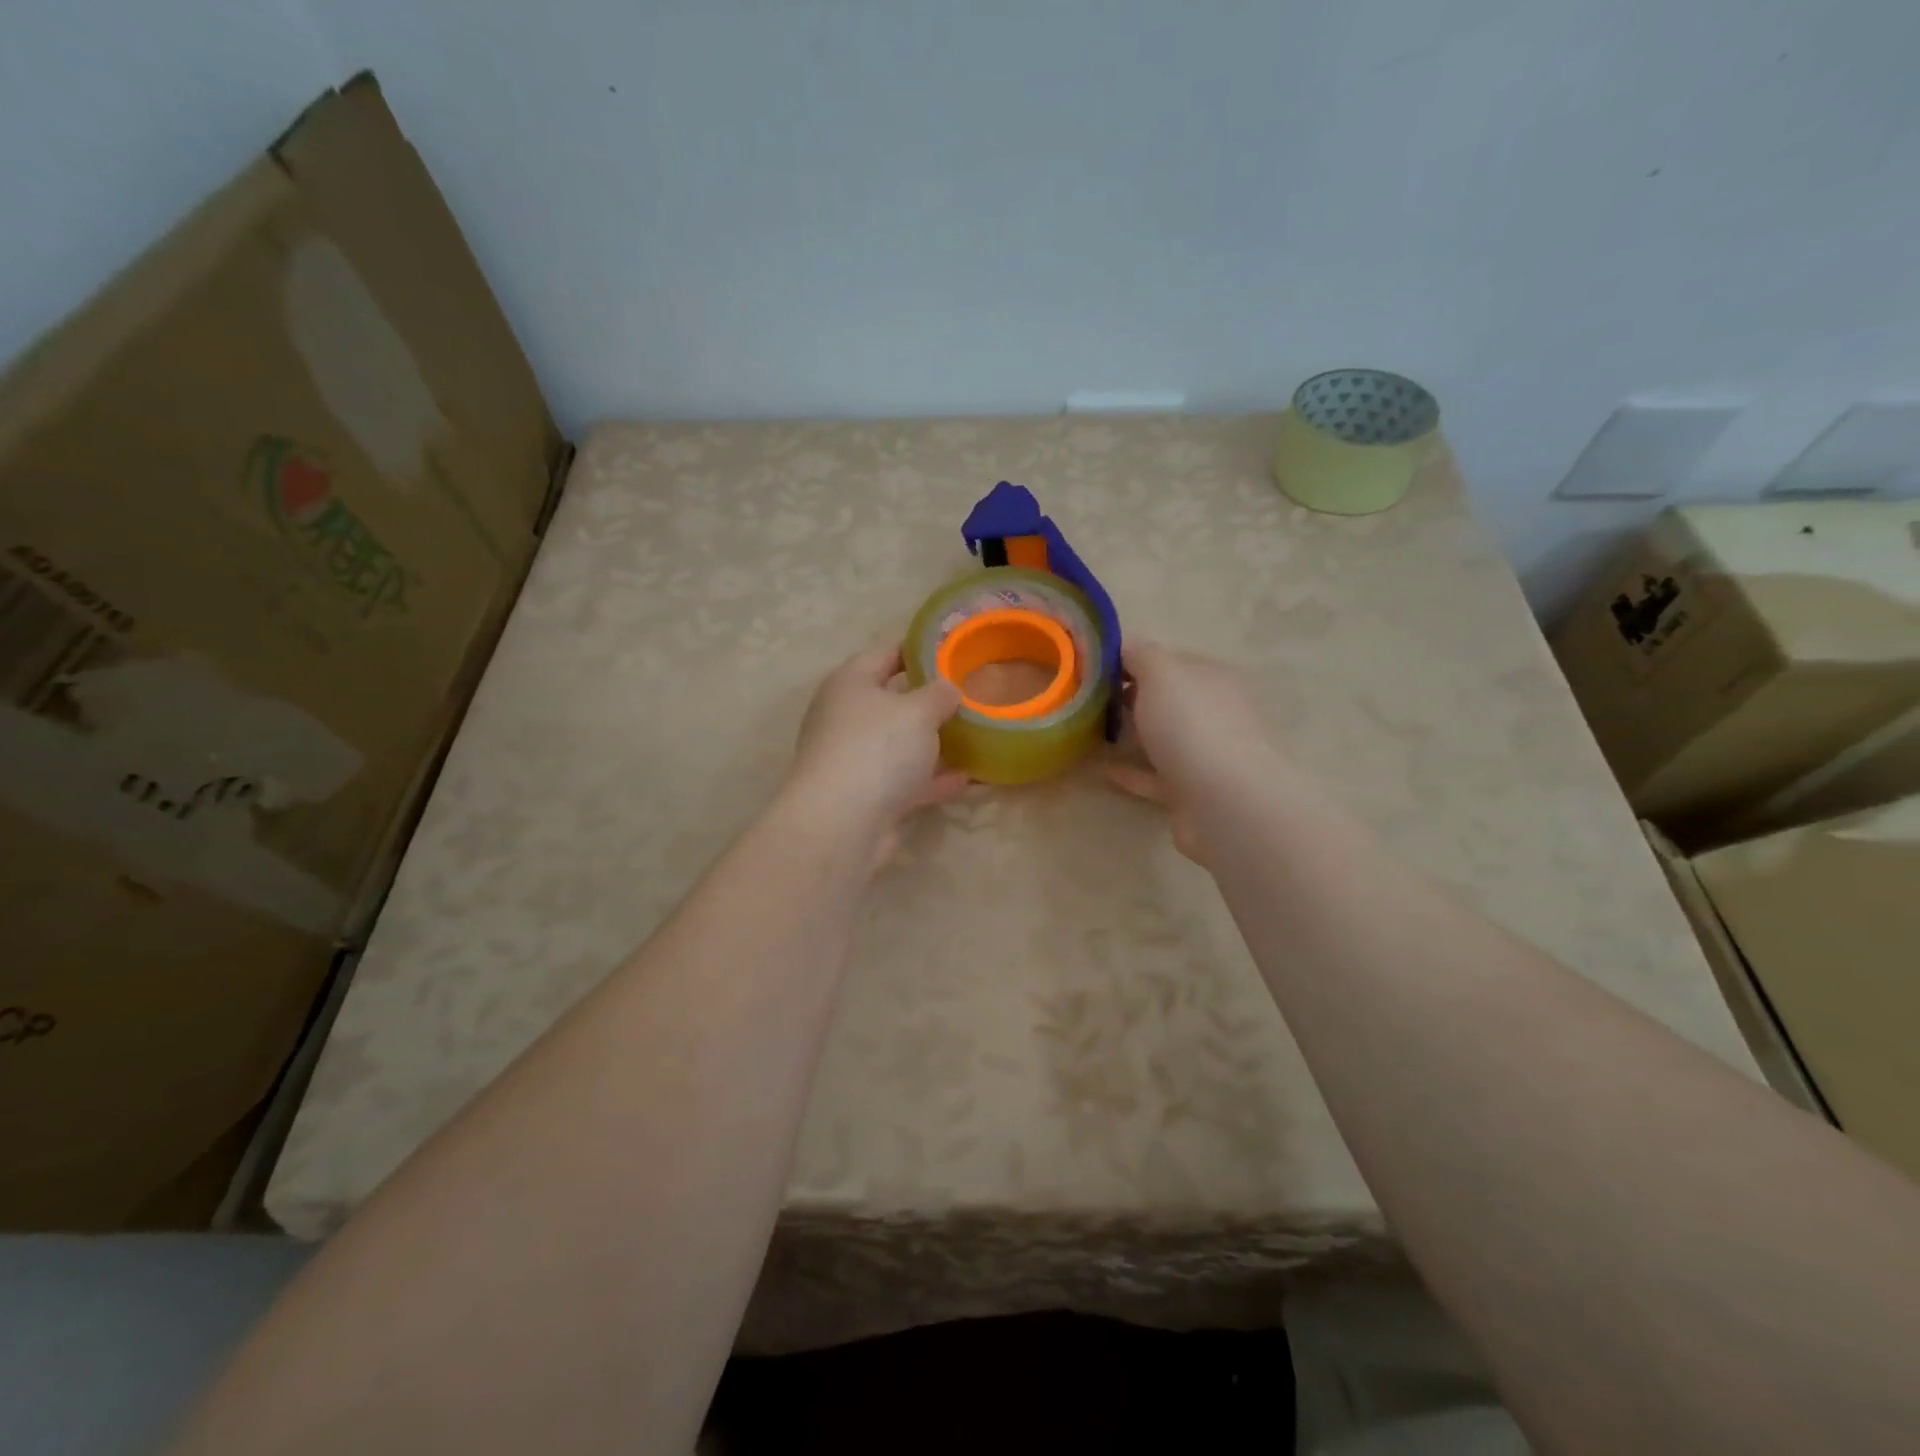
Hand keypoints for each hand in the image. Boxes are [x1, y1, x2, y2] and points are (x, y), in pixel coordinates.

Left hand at [784, 646, 967, 866]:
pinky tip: (967, 781)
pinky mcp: (866, 796)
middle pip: (892, 701)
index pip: (885, 654)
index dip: (918, 650)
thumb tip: (947, 687)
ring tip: (974, 737)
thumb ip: (939, 694)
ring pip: (900, 744)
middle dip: (930, 701)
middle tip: (969, 696)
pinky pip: (906, 781)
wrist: (842, 824)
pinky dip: (933, 780)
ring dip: (933, 744)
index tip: (953, 652)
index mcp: (850, 684)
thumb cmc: (877, 749)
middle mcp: (846, 718)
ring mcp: (855, 759)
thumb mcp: (918, 711)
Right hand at [1103, 640, 1287, 863]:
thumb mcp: (1161, 673)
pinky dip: (1130, 772)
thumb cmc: (1193, 725)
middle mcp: (1214, 712)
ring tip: (1090, 731)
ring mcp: (1206, 754)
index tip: (1092, 666)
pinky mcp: (1192, 792)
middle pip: (1167, 699)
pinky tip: (1101, 768)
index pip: (1169, 659)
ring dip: (1131, 734)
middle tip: (1086, 698)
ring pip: (1162, 738)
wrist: (1226, 803)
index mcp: (1211, 677)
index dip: (1131, 658)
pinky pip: (1154, 776)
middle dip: (1130, 696)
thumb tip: (1122, 643)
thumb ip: (1139, 653)